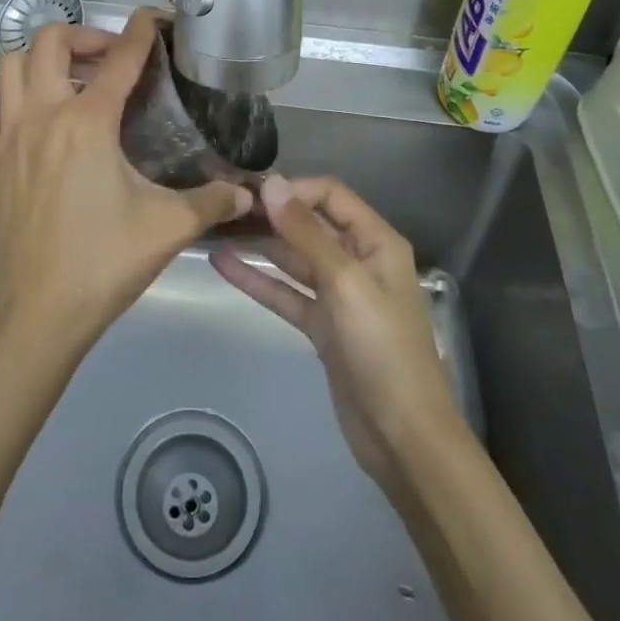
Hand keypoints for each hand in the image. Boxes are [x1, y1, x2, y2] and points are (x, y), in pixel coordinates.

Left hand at [0, 8, 250, 364]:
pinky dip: (13, 104)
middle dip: (83, 35)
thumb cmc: (104, 263)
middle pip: (48, 42)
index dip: (140, 32)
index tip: (154, 18)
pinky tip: (37, 124)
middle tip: (110, 58)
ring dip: (42, 60)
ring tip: (73, 80)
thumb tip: (249, 195)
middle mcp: (43, 116)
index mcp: (87, 122)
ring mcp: (9, 138)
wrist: (38, 315)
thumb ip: (213, 202)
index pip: (119, 59)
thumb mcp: (169, 228)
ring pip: (11, 68)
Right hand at [211, 175, 467, 496]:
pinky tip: (223, 265)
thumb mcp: (346, 284)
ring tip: (217, 227)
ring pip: (294, 258)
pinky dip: (258, 280)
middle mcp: (358, 260)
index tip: (250, 193)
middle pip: (310, 224)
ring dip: (260, 244)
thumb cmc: (383, 349)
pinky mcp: (321, 325)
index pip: (330, 195)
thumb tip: (272, 183)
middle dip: (272, 213)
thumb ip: (307, 234)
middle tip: (224, 206)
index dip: (292, 189)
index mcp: (375, 242)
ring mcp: (338, 294)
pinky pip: (286, 293)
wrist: (403, 437)